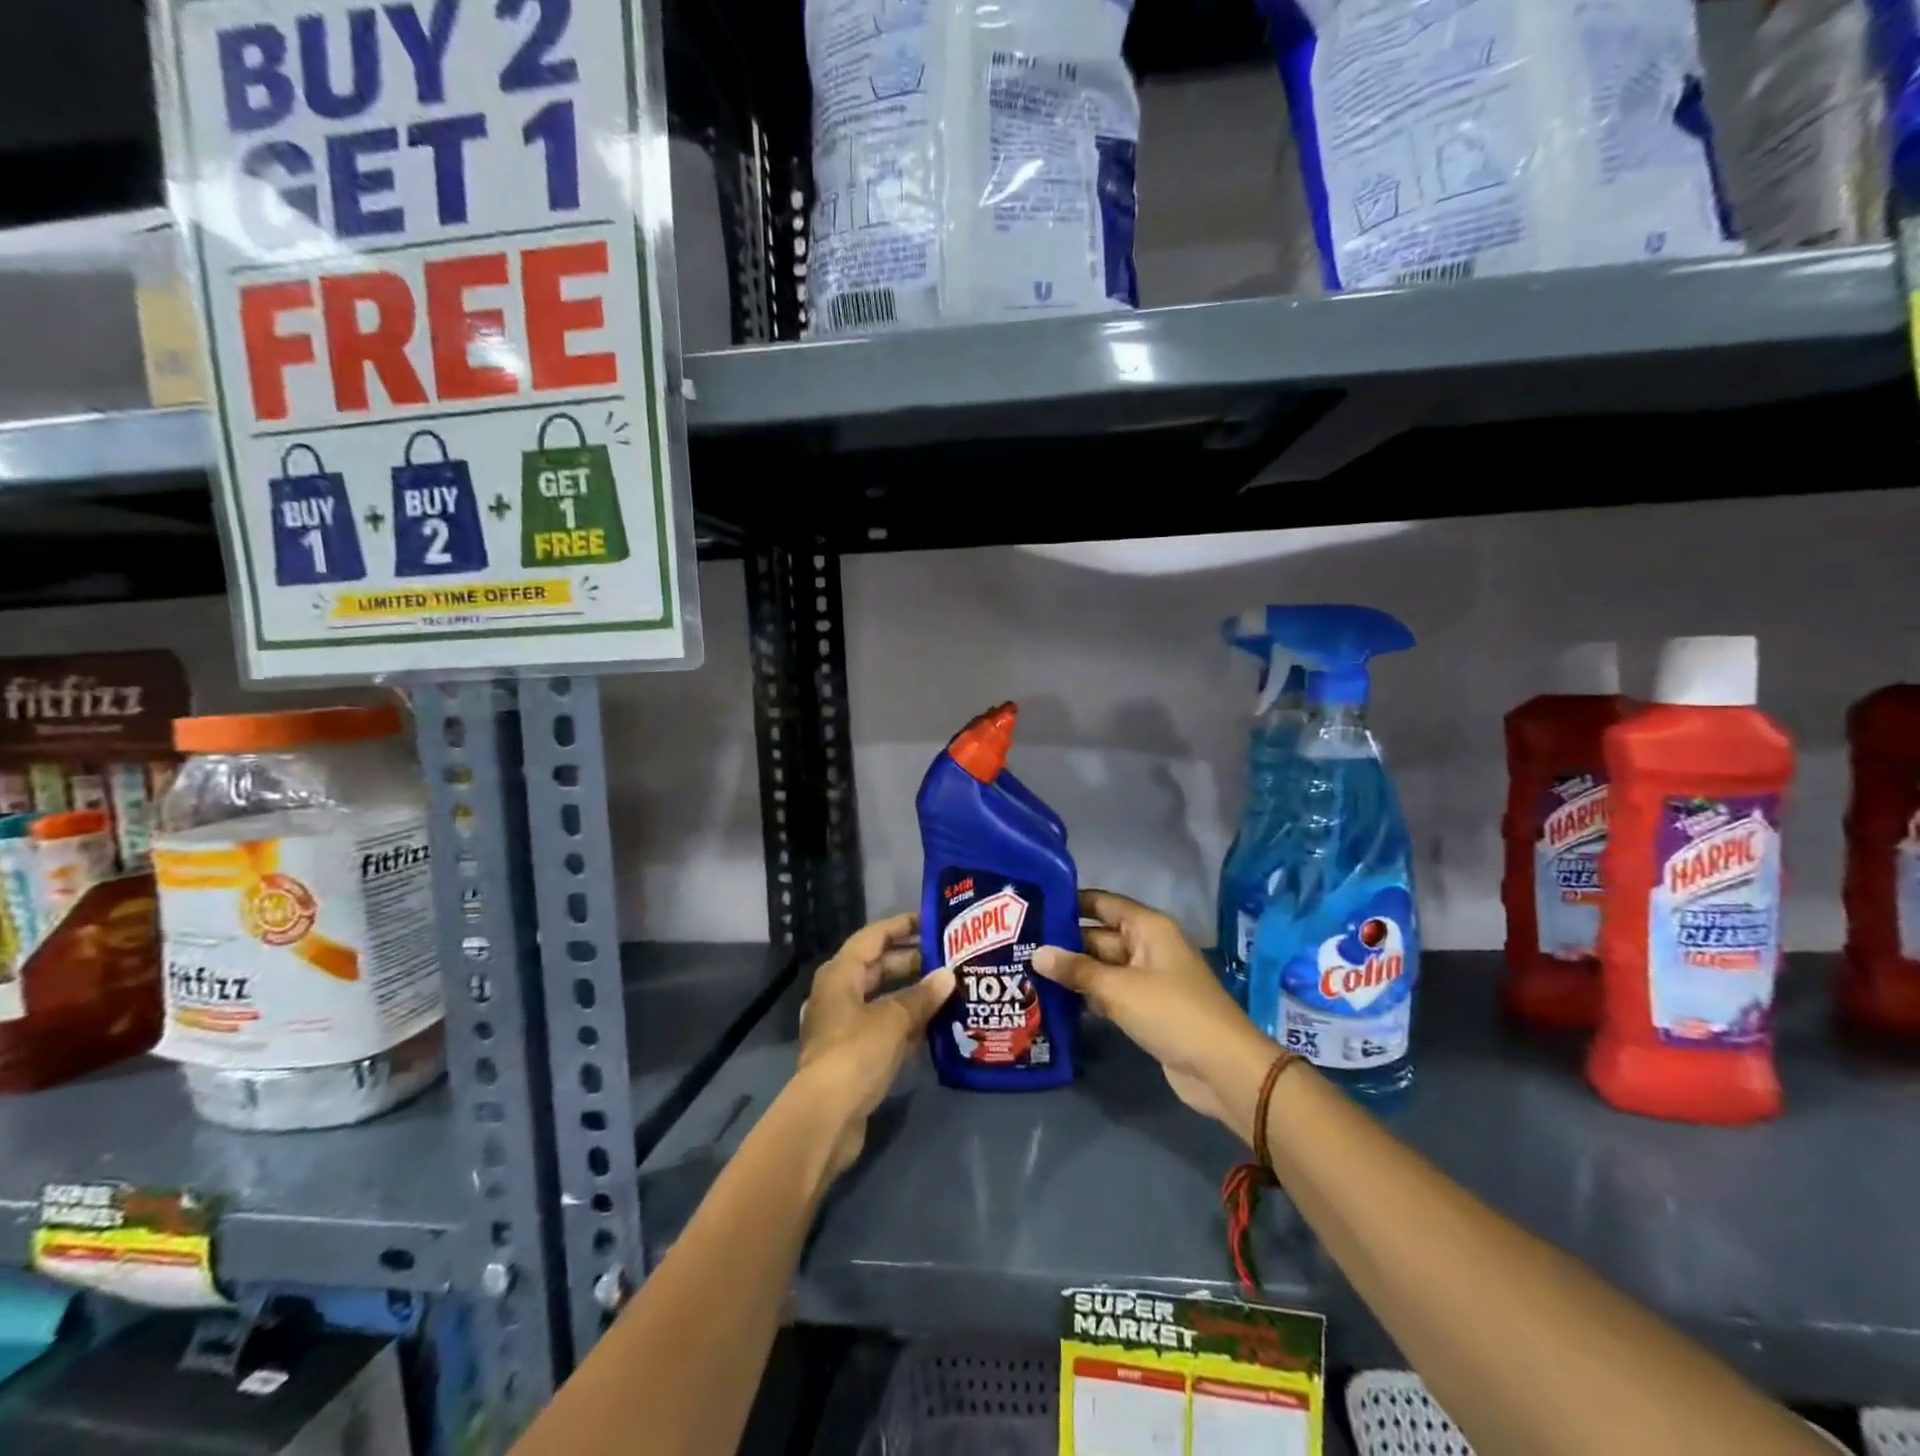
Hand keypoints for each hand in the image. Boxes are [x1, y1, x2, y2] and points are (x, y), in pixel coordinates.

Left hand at [797, 912, 954, 1180]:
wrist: (826, 1116)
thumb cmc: (856, 1052)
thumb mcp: (894, 1019)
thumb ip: (923, 996)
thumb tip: (948, 976)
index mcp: (840, 974)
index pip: (874, 936)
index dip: (902, 925)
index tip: (932, 921)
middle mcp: (838, 993)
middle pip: (878, 967)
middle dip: (912, 962)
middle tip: (949, 959)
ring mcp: (843, 1025)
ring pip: (882, 999)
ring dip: (912, 995)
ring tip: (948, 990)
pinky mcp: (851, 1054)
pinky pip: (882, 1027)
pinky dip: (905, 1023)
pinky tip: (934, 1026)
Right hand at [1033, 889, 1276, 1129]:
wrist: (1222, 1068)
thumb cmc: (1172, 1013)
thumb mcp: (1119, 989)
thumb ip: (1077, 970)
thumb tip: (1037, 953)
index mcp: (1148, 927)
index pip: (1102, 903)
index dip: (1070, 902)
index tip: (1032, 906)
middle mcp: (1147, 946)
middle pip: (1099, 936)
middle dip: (1063, 943)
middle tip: (1018, 946)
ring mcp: (1147, 978)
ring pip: (1102, 967)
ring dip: (1072, 972)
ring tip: (1026, 972)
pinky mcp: (1146, 1008)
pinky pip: (1110, 993)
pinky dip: (1087, 995)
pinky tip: (1053, 1000)